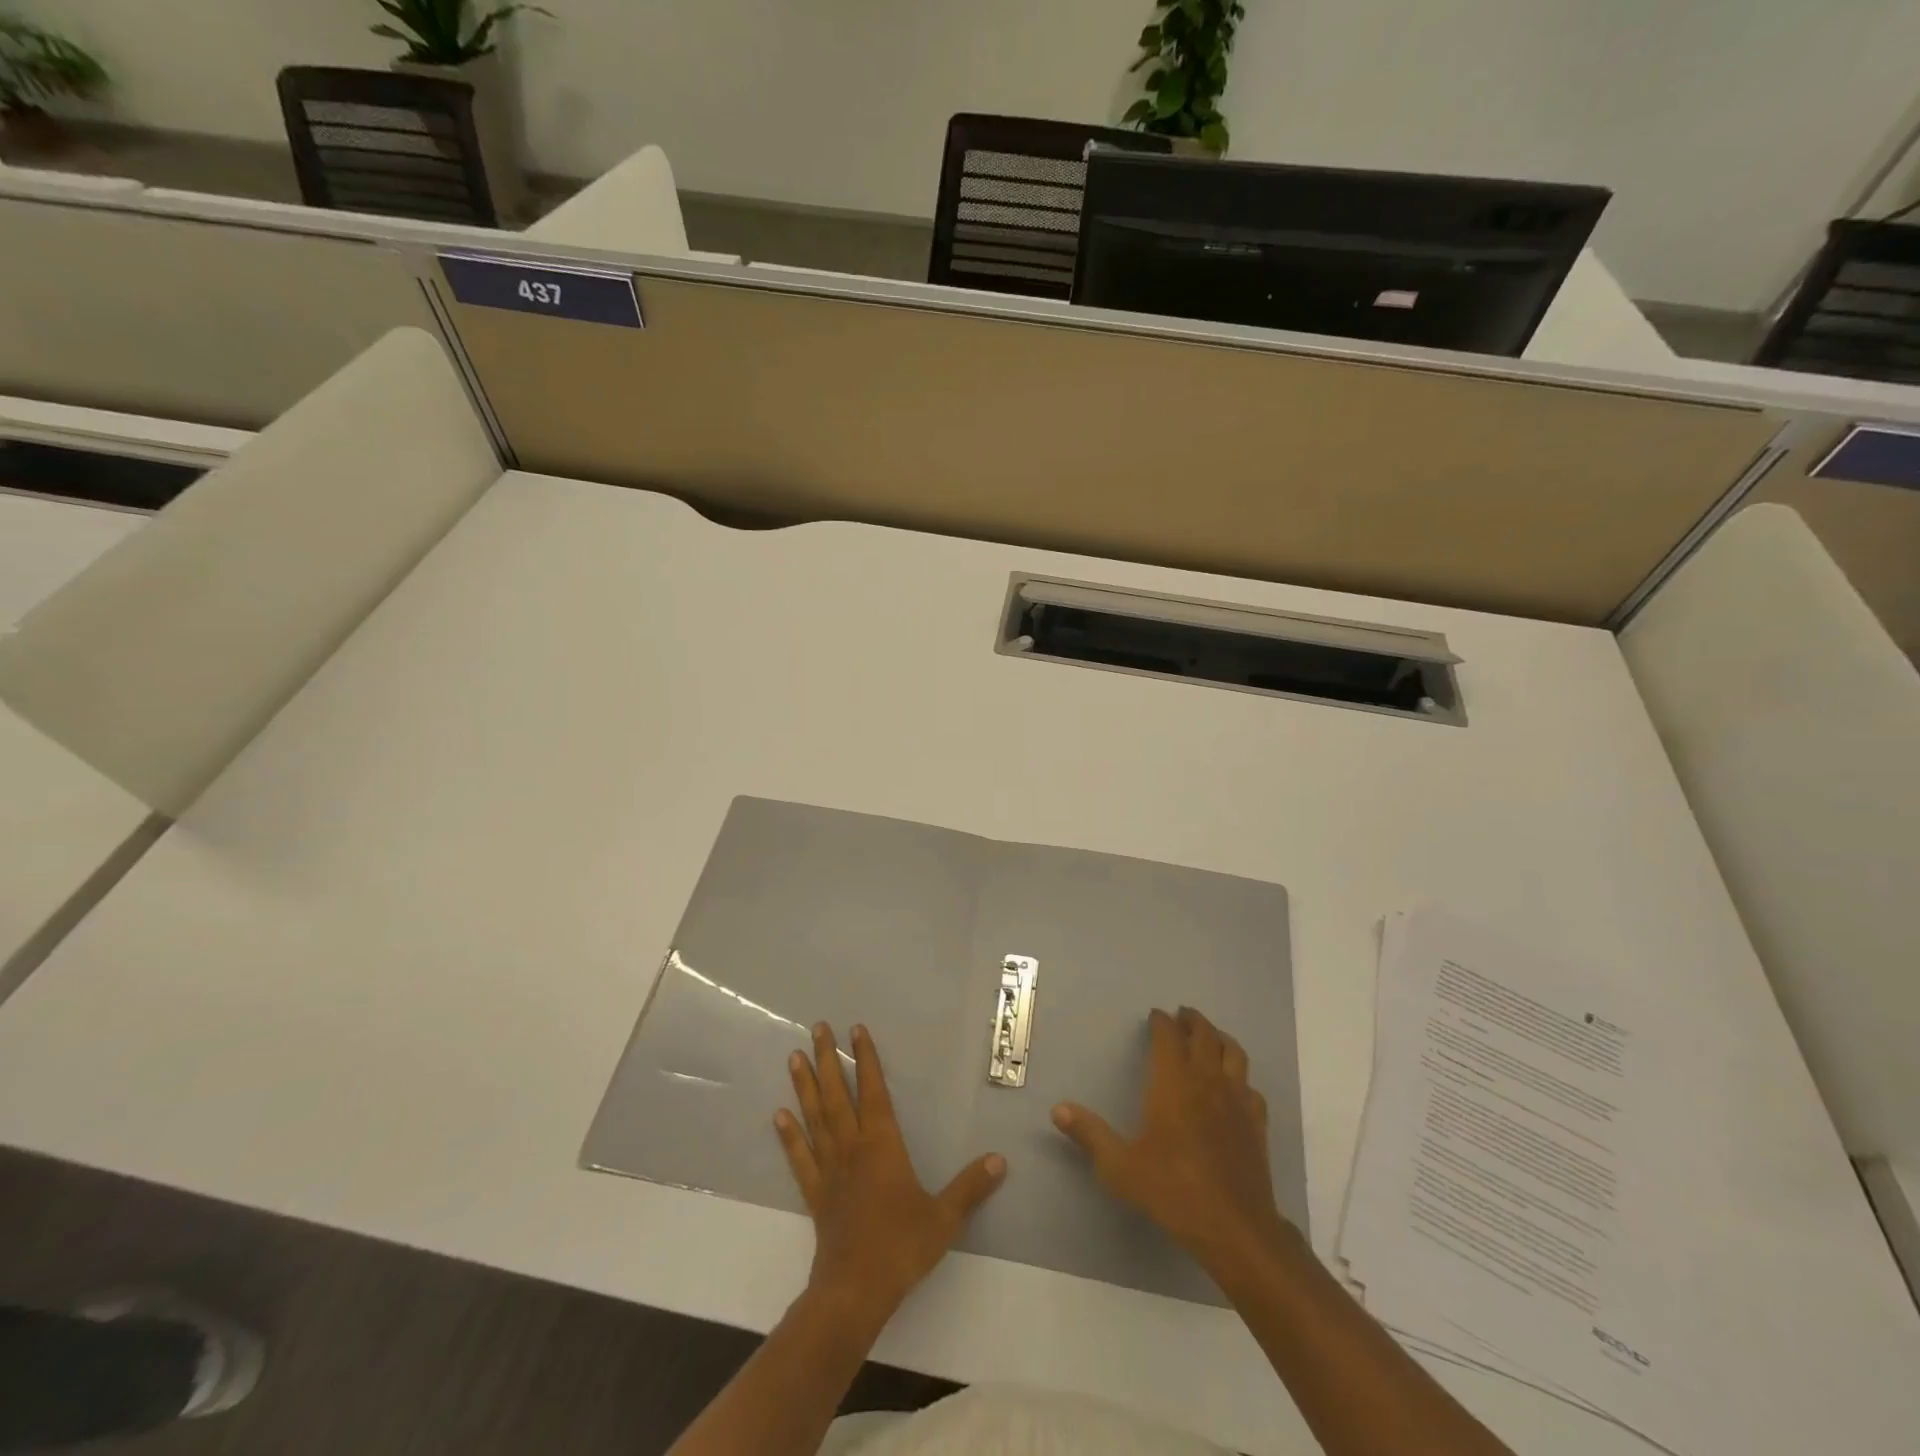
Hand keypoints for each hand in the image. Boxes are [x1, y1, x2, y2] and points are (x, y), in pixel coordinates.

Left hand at [777, 1022, 1006, 1327]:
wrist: (854, 1291)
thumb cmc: (900, 1247)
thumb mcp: (944, 1217)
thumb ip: (970, 1187)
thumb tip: (999, 1160)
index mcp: (882, 1144)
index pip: (873, 1090)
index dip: (866, 1058)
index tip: (856, 1029)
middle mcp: (852, 1147)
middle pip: (837, 1094)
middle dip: (827, 1059)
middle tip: (816, 1028)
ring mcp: (829, 1169)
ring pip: (815, 1117)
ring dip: (804, 1085)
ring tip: (793, 1057)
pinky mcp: (814, 1193)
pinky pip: (799, 1157)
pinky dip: (789, 1135)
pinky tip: (779, 1115)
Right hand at [1053, 1006, 1292, 1278]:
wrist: (1234, 1228)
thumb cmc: (1173, 1190)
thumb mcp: (1120, 1166)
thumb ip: (1090, 1135)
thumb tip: (1058, 1110)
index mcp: (1174, 1083)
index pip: (1169, 1037)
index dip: (1162, 1022)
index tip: (1155, 1015)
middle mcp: (1207, 1081)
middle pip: (1204, 1036)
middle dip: (1192, 1021)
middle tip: (1182, 1014)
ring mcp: (1237, 1100)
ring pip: (1233, 1053)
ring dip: (1220, 1038)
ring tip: (1210, 1036)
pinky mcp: (1257, 1123)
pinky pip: (1251, 1086)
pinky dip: (1240, 1076)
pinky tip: (1236, 1085)